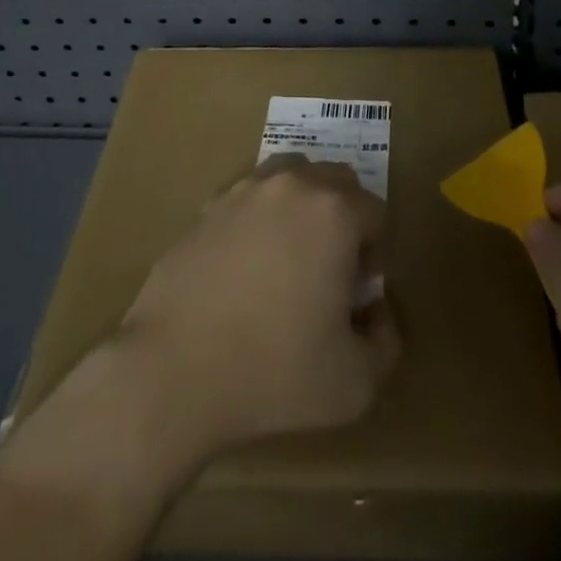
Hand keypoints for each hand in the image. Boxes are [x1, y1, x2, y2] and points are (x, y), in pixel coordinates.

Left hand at [118, 154, 401, 460]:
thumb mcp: (356, 382)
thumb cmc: (273, 373)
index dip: (374, 253)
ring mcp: (244, 191)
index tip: (355, 294)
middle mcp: (291, 185)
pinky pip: (250, 199)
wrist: (173, 369)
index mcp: (333, 211)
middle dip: (344, 218)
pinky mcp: (208, 207)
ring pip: (290, 178)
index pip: (375, 210)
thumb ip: (386, 342)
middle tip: (329, 272)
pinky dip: (260, 220)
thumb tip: (376, 311)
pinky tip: (246, 269)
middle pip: (335, 180)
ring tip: (289, 261)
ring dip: (302, 207)